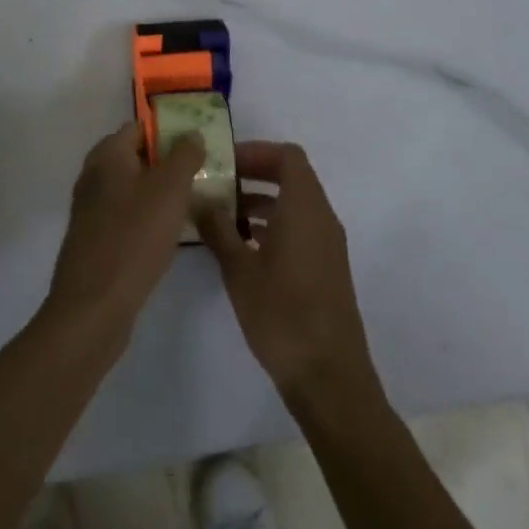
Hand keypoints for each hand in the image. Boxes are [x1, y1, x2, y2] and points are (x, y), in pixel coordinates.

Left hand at [45, 123, 203, 349]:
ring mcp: (91, 210)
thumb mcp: (170, 189)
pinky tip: (169, 233)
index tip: (197, 143)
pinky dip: (147, 218)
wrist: (93, 307)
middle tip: (201, 173)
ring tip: (193, 202)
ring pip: (132, 189)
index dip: (168, 131)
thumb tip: (190, 134)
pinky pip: (126, 217)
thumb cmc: (134, 237)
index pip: (139, 128)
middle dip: (167, 163)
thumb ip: (184, 156)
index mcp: (107, 156)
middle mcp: (94, 177)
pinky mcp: (95, 240)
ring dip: (159, 193)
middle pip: (135, 158)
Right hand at [198, 141, 379, 410]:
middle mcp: (322, 216)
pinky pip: (301, 227)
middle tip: (219, 185)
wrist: (329, 376)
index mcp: (304, 206)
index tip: (226, 163)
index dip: (257, 152)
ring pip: (295, 204)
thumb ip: (218, 229)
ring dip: (262, 201)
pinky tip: (245, 248)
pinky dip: (274, 224)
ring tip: (223, 216)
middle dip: (255, 174)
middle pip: (292, 176)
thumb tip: (199, 199)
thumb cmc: (282, 314)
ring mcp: (328, 244)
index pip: (287, 156)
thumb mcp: (239, 269)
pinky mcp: (327, 268)